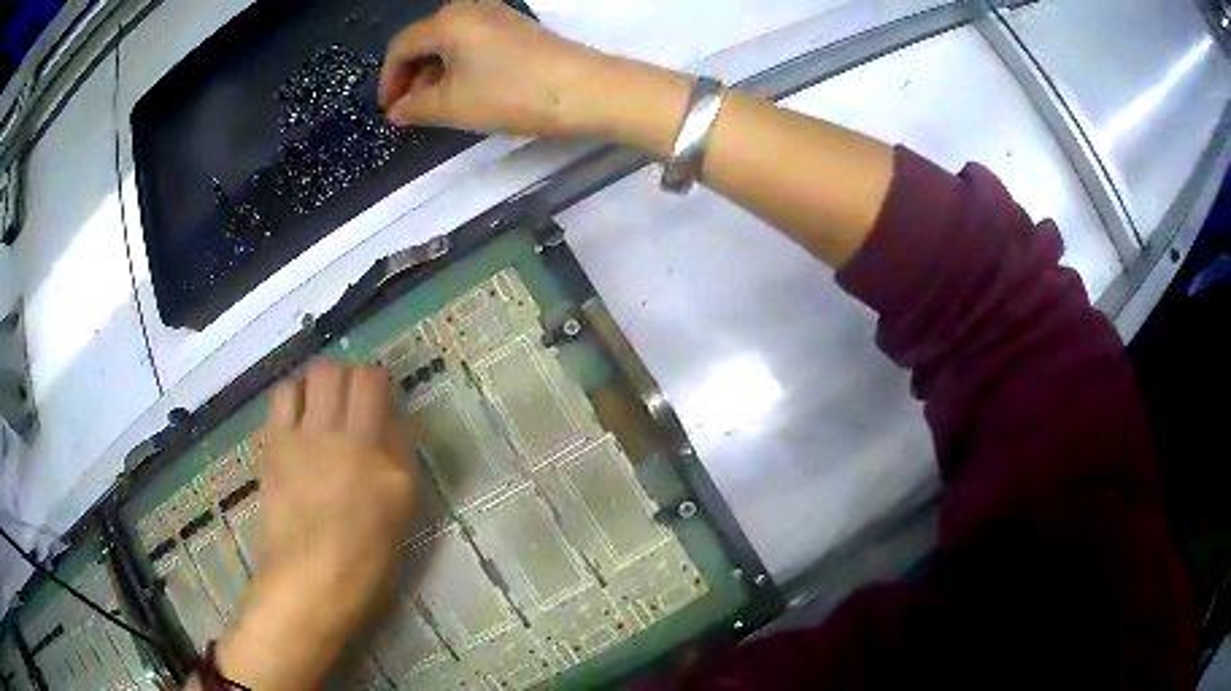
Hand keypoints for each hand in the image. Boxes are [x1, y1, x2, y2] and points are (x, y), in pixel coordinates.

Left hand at [216, 360, 416, 690]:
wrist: (309, 581)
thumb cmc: (363, 561)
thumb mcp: (400, 513)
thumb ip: (397, 461)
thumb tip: (386, 423)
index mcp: (389, 466)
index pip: (383, 395)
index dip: (378, 384)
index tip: (376, 395)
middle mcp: (352, 441)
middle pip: (352, 373)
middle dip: (353, 375)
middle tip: (350, 394)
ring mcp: (311, 439)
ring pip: (319, 373)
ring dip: (324, 379)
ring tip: (321, 400)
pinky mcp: (277, 443)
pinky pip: (284, 394)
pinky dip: (294, 393)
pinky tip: (296, 412)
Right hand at [379, 1, 604, 136]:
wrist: (584, 90)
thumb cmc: (510, 94)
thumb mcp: (452, 106)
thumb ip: (415, 108)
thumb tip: (397, 111)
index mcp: (448, 21)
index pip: (401, 46)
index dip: (389, 80)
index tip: (390, 111)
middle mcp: (471, 8)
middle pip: (425, 40)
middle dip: (411, 76)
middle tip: (410, 110)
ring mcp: (498, 14)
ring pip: (450, 42)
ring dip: (435, 73)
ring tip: (436, 106)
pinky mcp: (517, 27)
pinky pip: (474, 42)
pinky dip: (460, 65)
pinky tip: (466, 90)